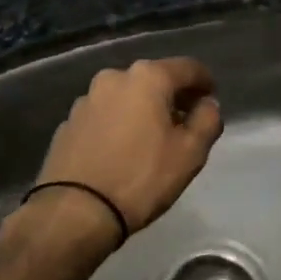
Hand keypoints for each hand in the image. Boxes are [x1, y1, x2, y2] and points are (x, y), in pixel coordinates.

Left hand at [33, 57, 223, 237]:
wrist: (76, 211)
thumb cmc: (141, 178)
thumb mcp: (191, 153)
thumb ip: (207, 120)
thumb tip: (207, 105)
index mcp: (147, 78)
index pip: (188, 68)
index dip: (205, 81)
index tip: (211, 99)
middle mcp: (113, 78)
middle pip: (153, 79)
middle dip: (172, 96)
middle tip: (185, 121)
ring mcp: (86, 100)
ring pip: (125, 97)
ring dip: (142, 109)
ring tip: (152, 138)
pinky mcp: (68, 123)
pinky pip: (104, 116)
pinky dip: (118, 124)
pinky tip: (121, 150)